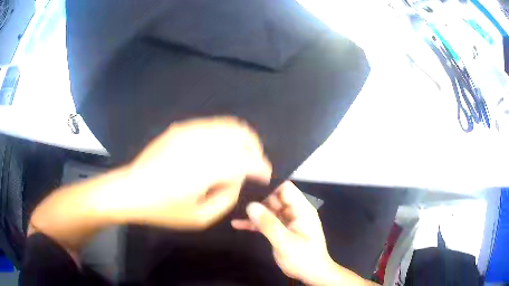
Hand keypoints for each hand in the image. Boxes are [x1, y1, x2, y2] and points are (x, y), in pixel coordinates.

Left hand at [116, 116, 271, 229]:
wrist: (130, 189)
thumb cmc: (163, 209)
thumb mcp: (200, 218)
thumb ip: (227, 198)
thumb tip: (237, 179)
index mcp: (206, 168)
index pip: (247, 160)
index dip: (262, 168)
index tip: (266, 176)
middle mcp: (201, 143)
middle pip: (241, 133)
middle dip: (255, 147)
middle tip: (254, 163)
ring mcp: (189, 131)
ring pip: (228, 124)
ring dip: (240, 139)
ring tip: (239, 155)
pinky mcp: (180, 128)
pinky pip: (211, 125)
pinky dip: (223, 135)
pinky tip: (218, 150)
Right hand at [232, 181, 371, 285]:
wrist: (311, 274)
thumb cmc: (303, 258)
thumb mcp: (285, 242)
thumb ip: (268, 224)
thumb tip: (251, 205)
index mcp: (301, 210)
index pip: (285, 188)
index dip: (269, 186)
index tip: (249, 187)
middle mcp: (295, 212)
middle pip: (275, 198)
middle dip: (257, 199)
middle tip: (236, 200)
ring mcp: (288, 221)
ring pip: (269, 210)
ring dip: (254, 213)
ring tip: (235, 211)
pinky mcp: (282, 230)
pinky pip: (267, 222)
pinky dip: (255, 224)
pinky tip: (238, 224)